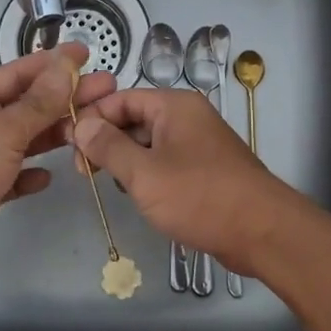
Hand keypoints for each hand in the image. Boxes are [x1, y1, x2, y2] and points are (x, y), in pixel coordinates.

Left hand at [0, 44, 116, 276]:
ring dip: (54, 134)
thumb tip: (65, 65)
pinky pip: (14, 176)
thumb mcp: (3, 131)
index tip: (88, 54)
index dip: (54, 63)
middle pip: (27, 105)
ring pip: (24, 140)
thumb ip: (38, 102)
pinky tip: (50, 175)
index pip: (19, 73)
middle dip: (65, 98)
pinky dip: (32, 174)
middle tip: (108, 90)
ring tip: (93, 128)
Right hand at [72, 88, 296, 276]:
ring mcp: (198, 144)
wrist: (262, 232)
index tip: (69, 145)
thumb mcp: (144, 173)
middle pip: (134, 119)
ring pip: (148, 144)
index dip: (93, 117)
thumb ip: (108, 147)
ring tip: (109, 185)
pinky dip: (147, 175)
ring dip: (126, 162)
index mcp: (174, 106)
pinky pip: (165, 163)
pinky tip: (138, 196)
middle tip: (83, 172)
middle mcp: (187, 117)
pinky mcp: (204, 170)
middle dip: (107, 142)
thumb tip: (82, 125)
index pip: (121, 98)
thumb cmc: (200, 197)